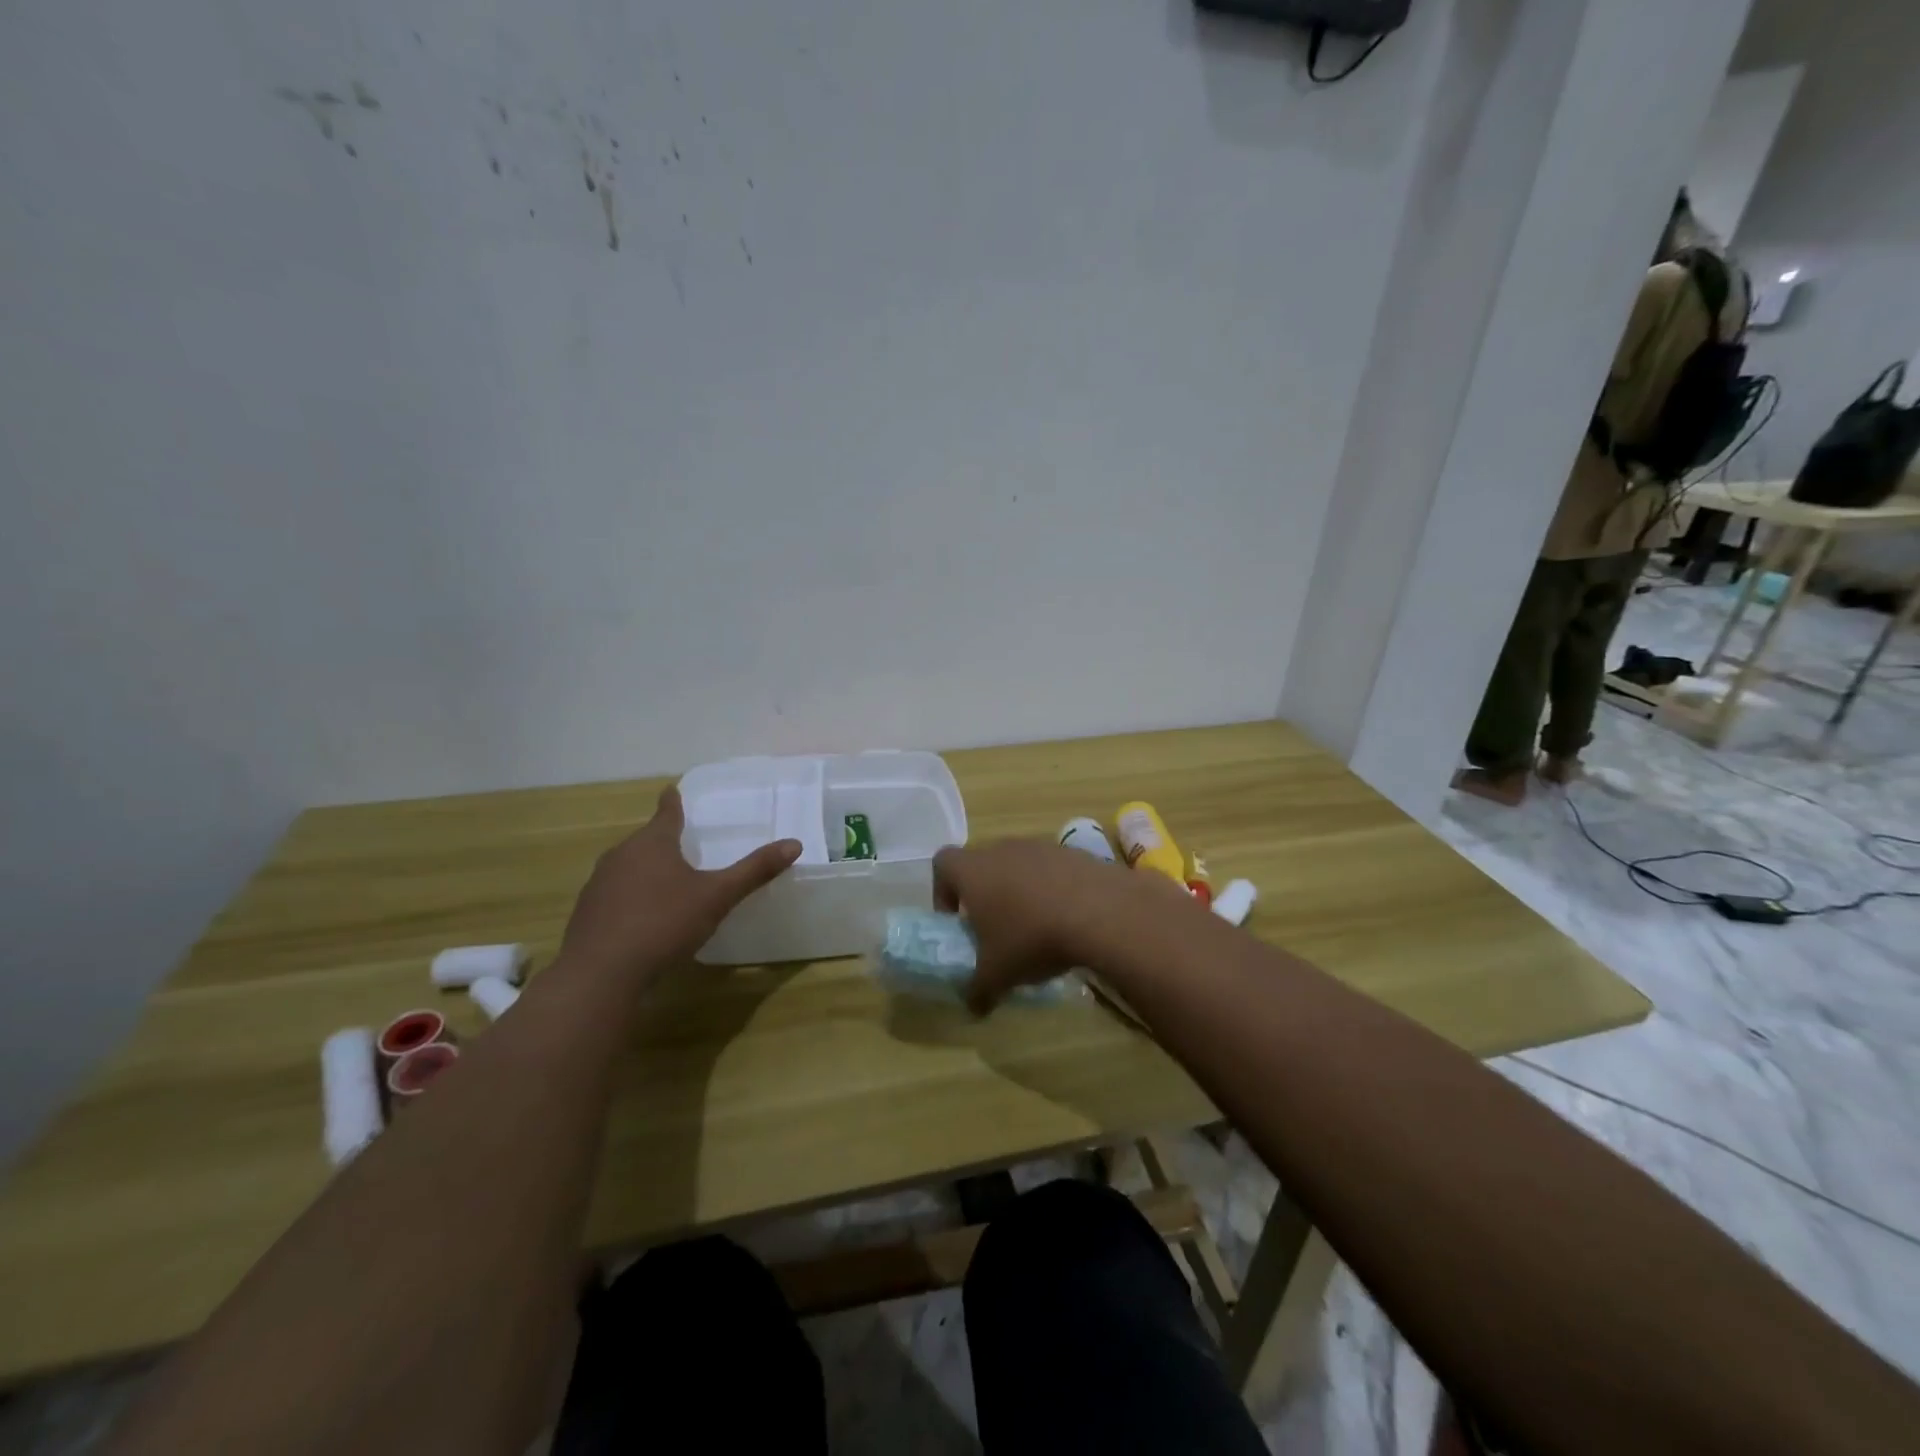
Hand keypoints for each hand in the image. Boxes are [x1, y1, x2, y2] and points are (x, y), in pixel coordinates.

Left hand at [560, 787, 800, 978]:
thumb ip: (754, 871)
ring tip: (666, 882)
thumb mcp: (717, 896)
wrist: (600, 974)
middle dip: (663, 841)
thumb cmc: (664, 923)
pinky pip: (615, 895)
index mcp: (653, 843)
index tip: (671, 790)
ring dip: (645, 871)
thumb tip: (794, 844)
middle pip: (646, 840)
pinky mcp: (587, 914)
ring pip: (628, 867)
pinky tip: (643, 919)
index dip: (672, 802)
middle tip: (683, 844)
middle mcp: (621, 855)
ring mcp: (599, 885)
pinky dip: (630, 898)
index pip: (666, 813)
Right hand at [932, 840, 1140, 1013]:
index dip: (943, 891)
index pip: (943, 863)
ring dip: (1021, 891)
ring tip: (1036, 928)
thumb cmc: (1031, 938)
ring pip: (1019, 865)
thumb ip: (978, 990)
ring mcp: (1040, 846)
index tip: (957, 921)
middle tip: (996, 930)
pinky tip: (1068, 920)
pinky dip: (1054, 890)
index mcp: (973, 871)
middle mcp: (1002, 849)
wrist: (1100, 912)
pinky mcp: (1074, 852)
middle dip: (985, 895)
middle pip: (983, 864)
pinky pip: (1053, 870)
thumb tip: (974, 1007)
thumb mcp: (997, 975)